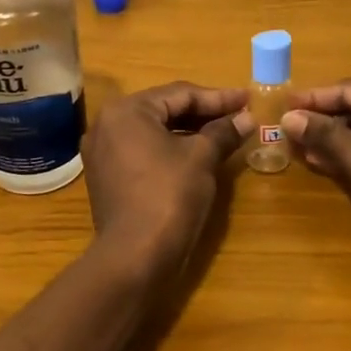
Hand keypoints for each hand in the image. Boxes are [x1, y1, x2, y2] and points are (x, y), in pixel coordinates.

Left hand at [82, 82, 249, 274]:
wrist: (135, 256)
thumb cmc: (169, 196)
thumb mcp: (202, 158)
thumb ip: (224, 131)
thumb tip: (247, 117)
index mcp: (126, 111)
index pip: (180, 94)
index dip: (218, 97)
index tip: (247, 99)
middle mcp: (107, 125)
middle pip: (164, 110)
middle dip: (204, 113)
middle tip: (239, 114)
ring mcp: (103, 153)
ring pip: (154, 132)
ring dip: (189, 132)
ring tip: (224, 133)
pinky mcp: (107, 178)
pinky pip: (144, 152)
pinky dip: (171, 150)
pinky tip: (198, 155)